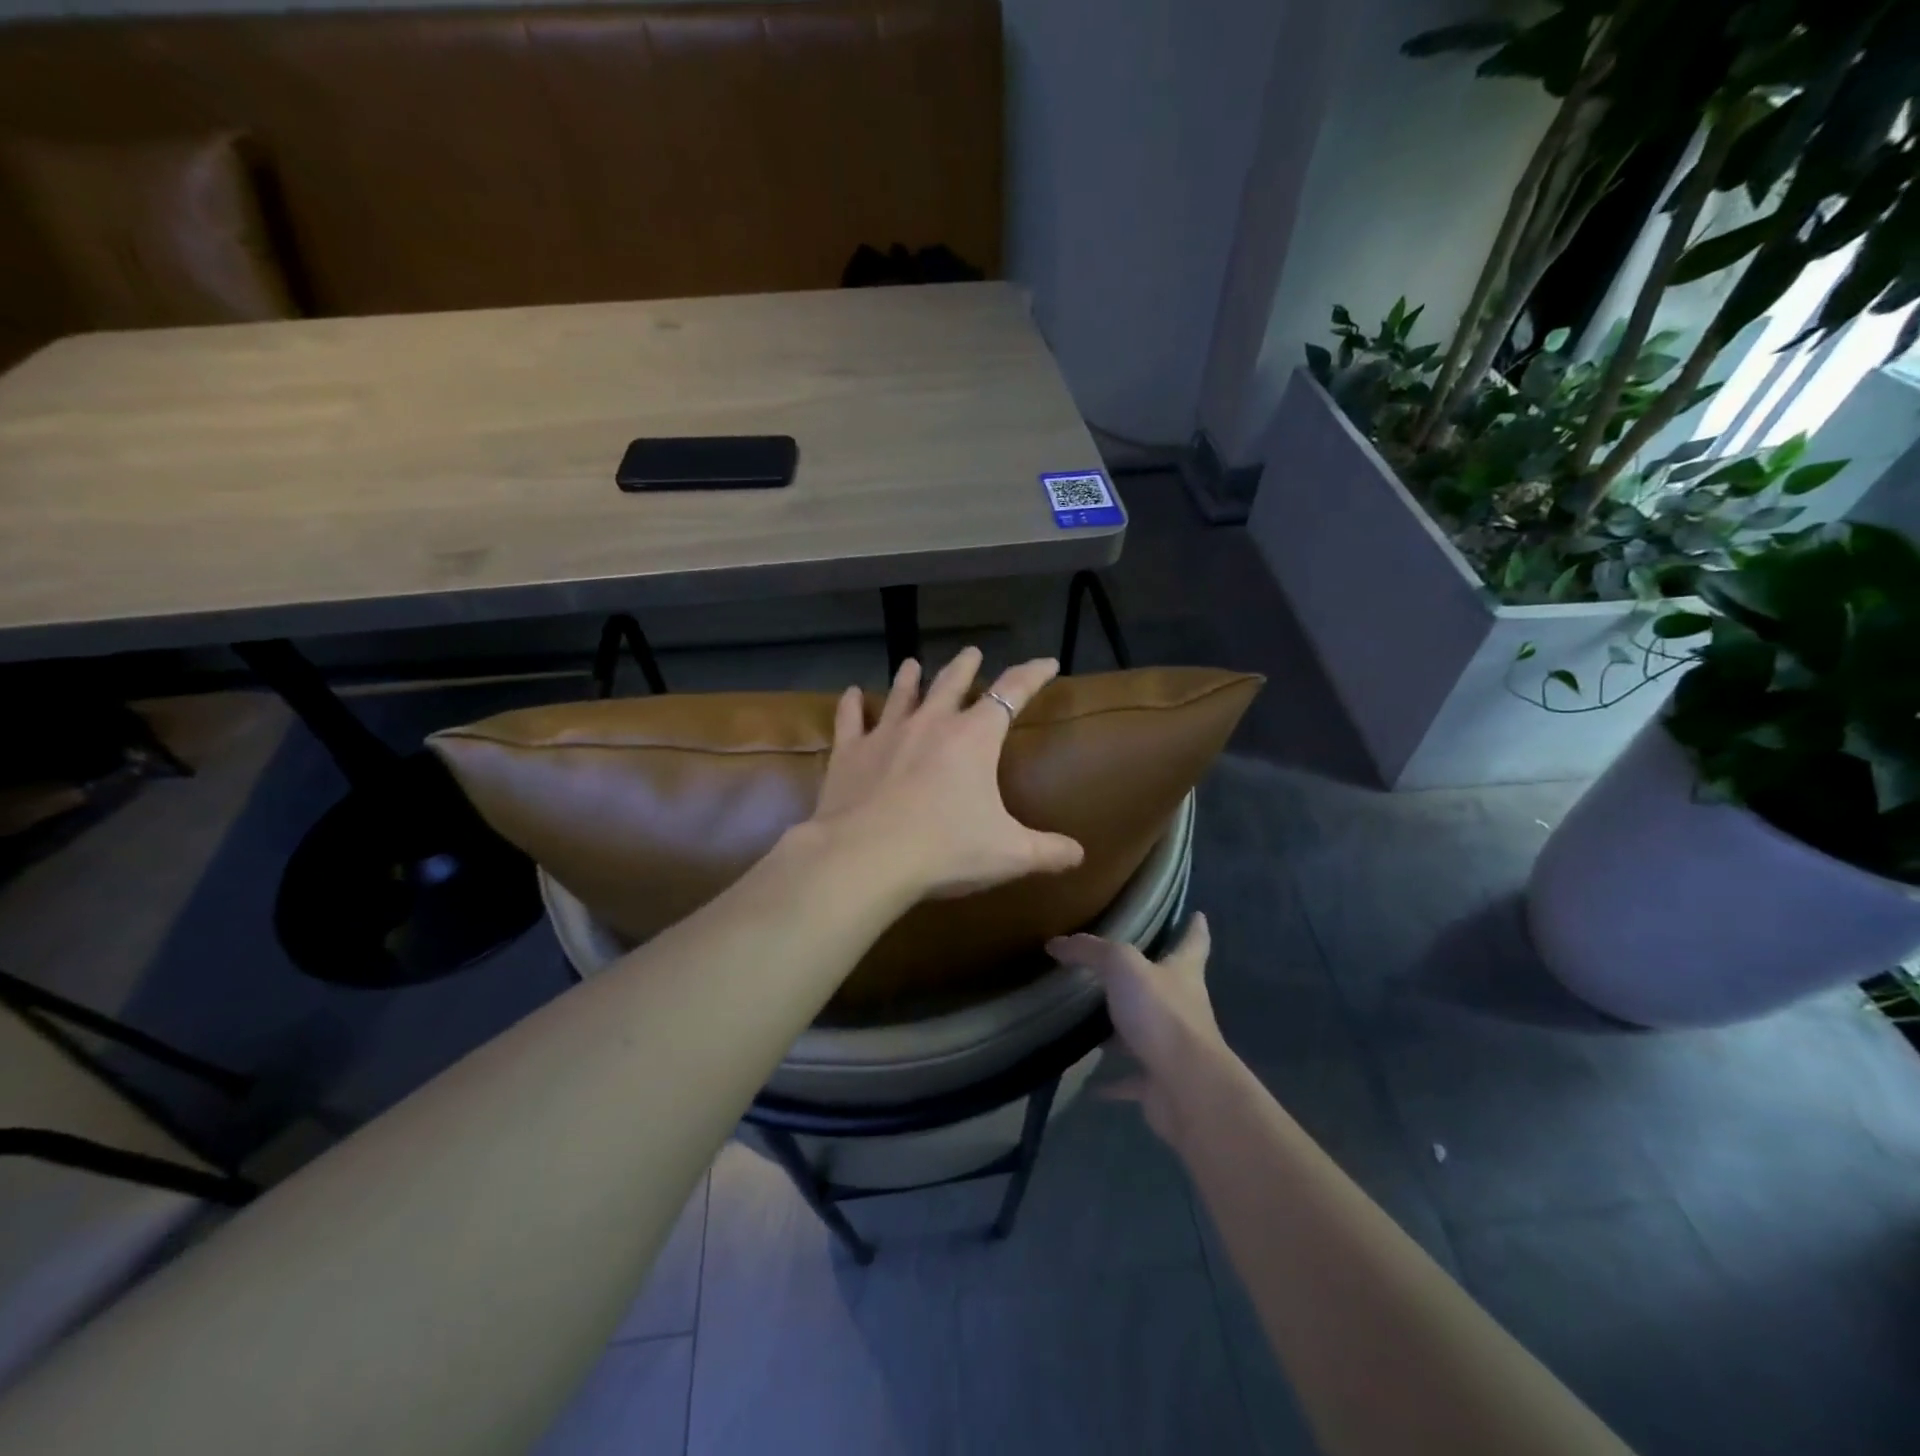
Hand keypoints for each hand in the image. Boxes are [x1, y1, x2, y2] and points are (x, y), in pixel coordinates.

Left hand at [807, 646, 1085, 899]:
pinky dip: (851, 704)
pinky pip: (851, 719)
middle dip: (966, 666)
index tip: (1047, 662)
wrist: (867, 857)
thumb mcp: (1009, 854)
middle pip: (952, 683)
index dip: (1033, 675)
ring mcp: (887, 734)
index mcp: (974, 738)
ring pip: (902, 694)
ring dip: (910, 678)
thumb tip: (1080, 855)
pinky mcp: (851, 753)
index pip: (1012, 693)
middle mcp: (931, 724)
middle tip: (972, 653)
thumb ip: (1048, 851)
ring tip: (912, 664)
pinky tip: (851, 694)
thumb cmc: (946, 850)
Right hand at [1047, 915, 1225, 1143]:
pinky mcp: (1160, 1082)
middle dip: (1149, 976)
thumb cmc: (1161, 1014)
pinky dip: (1113, 1081)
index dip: (1194, 928)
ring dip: (1125, 1028)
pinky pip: (1132, 1078)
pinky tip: (1091, 1084)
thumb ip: (1090, 952)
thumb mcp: (1121, 966)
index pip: (1193, 943)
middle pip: (1168, 986)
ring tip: (1094, 1020)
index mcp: (1182, 974)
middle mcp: (1183, 1007)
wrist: (1187, 1087)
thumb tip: (1056, 944)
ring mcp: (1173, 1047)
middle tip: (1121, 966)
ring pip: (1146, 1031)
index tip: (1197, 915)